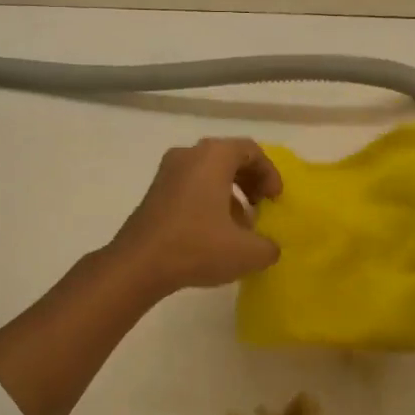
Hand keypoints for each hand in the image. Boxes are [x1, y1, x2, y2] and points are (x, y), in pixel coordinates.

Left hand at [110, 138, 282, 295]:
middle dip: (250, 181)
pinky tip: (214, 232)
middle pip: (229, 157)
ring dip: (230, 193)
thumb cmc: (196, 246)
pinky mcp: (155, 192)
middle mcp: (189, 155)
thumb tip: (269, 247)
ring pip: (208, 172)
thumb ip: (268, 246)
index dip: (270, 173)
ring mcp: (167, 172)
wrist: (138, 264)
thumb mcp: (247, 252)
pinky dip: (209, 200)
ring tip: (240, 225)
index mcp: (213, 156)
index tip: (275, 200)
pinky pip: (191, 185)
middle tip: (261, 206)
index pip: (251, 151)